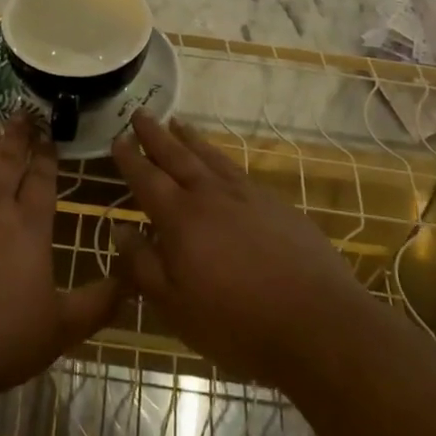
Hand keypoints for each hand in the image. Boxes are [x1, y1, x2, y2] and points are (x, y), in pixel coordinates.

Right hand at [111, 110, 370, 388]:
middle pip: (177, 156)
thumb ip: (142, 265)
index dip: (130, 159)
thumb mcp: (175, 306)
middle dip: (155, 134)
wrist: (318, 323)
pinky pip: (238, 170)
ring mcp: (248, 196)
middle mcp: (211, 196)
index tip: (117, 138)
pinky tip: (221, 163)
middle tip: (140, 112)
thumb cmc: (236, 323)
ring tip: (177, 123)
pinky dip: (221, 158)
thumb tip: (120, 230)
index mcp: (180, 218)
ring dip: (190, 138)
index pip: (147, 179)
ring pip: (211, 157)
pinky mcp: (277, 206)